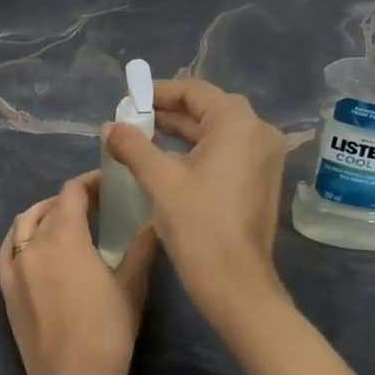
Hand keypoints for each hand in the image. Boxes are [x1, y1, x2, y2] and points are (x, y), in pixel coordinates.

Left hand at [0, 171, 157, 374]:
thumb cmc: (108, 334)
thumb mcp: (131, 288)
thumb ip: (141, 249)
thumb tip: (154, 220)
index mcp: (65, 238)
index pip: (71, 193)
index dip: (90, 183)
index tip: (109, 184)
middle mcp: (34, 244)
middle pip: (49, 206)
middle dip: (72, 199)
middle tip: (97, 205)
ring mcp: (15, 266)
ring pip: (24, 223)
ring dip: (44, 213)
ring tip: (66, 221)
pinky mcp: (6, 289)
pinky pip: (9, 248)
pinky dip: (22, 235)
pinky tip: (36, 244)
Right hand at [102, 78, 287, 314]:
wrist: (236, 284)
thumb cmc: (198, 224)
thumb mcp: (159, 179)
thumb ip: (132, 145)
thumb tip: (110, 127)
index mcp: (238, 123)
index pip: (194, 91)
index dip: (159, 92)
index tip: (129, 100)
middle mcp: (259, 132)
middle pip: (208, 108)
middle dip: (169, 112)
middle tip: (133, 118)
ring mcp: (264, 157)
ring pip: (217, 131)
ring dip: (182, 132)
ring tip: (144, 137)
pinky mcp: (261, 179)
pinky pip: (227, 151)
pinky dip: (198, 150)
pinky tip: (168, 160)